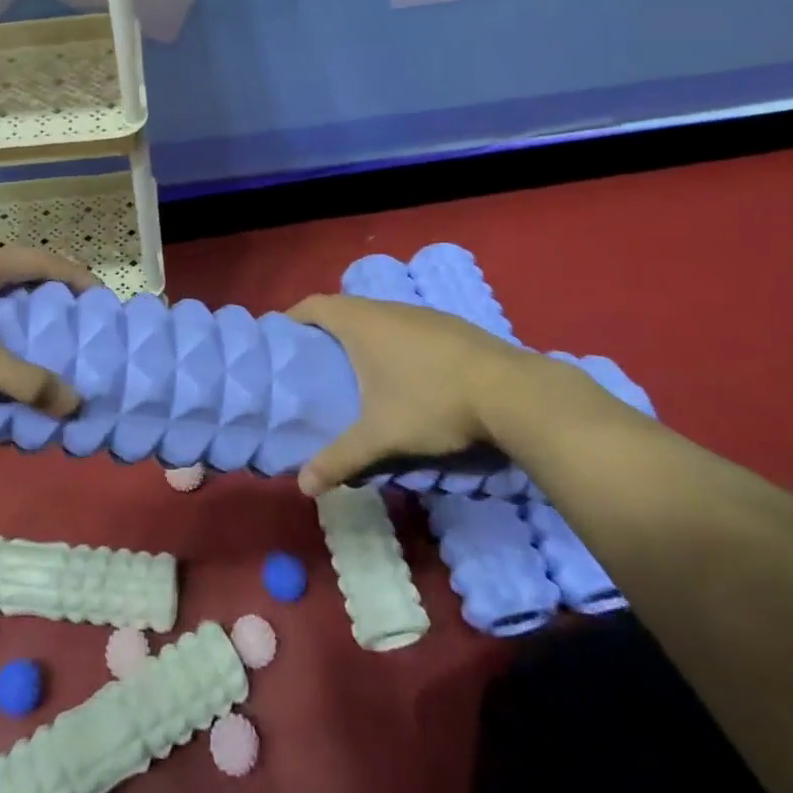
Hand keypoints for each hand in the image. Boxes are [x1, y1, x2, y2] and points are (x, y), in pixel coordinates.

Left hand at [0, 247, 96, 410]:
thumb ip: (26, 381)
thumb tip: (75, 403)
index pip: (47, 263)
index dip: (78, 279)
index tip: (101, 302)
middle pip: (28, 275)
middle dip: (55, 298)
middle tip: (79, 326)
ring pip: (3, 293)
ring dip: (26, 313)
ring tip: (47, 342)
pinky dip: (2, 325)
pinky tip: (2, 353)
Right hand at [286, 294, 527, 495]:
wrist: (512, 392)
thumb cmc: (432, 402)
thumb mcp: (382, 436)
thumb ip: (340, 458)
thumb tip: (303, 487)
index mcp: (361, 322)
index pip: (314, 305)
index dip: (293, 317)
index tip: (280, 338)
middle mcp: (387, 308)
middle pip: (344, 309)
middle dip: (325, 330)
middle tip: (314, 361)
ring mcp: (421, 314)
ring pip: (378, 317)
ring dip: (362, 336)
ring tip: (355, 369)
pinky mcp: (449, 326)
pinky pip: (405, 326)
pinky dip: (392, 341)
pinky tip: (403, 373)